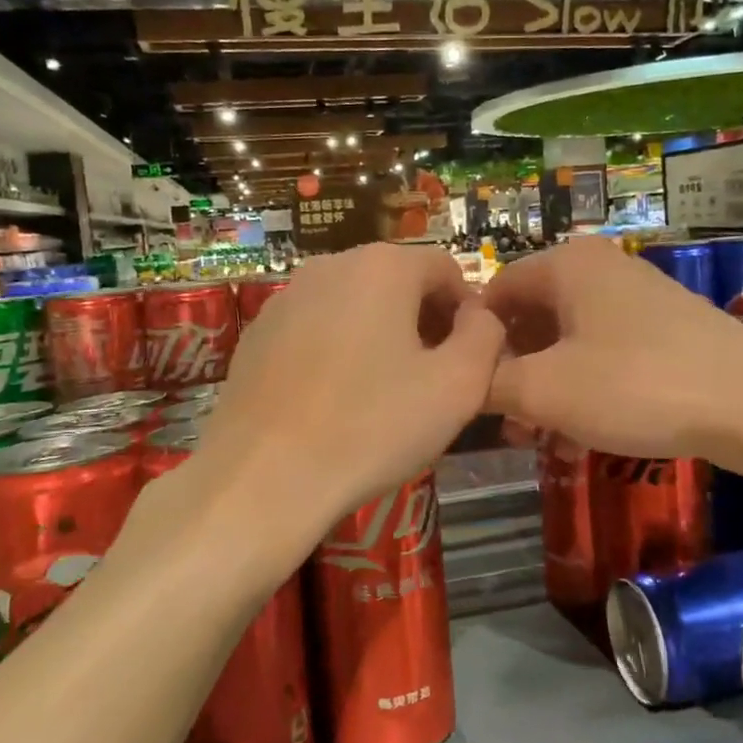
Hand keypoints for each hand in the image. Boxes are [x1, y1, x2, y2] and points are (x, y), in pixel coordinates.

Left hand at [195, 244, 503, 538]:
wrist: (264, 476)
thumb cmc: (372, 427)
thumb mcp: (459, 386)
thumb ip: (486, 336)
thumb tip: (478, 315)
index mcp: (383, 266)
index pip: (446, 269)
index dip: (467, 311)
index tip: (469, 358)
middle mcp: (331, 265)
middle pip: (398, 282)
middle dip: (423, 321)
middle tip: (432, 379)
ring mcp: (286, 298)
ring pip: (354, 305)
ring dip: (381, 336)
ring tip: (383, 393)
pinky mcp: (257, 333)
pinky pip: (316, 329)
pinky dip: (337, 351)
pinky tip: (334, 401)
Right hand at [483, 237, 742, 460]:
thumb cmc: (634, 385)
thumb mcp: (544, 390)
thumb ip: (489, 383)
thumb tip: (461, 382)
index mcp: (566, 265)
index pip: (495, 291)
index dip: (474, 340)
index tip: (465, 387)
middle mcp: (599, 268)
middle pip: (532, 315)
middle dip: (512, 370)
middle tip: (502, 420)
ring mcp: (637, 296)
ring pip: (568, 338)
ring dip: (545, 385)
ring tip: (537, 435)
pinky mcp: (664, 327)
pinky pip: (604, 350)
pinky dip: (582, 385)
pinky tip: (580, 432)